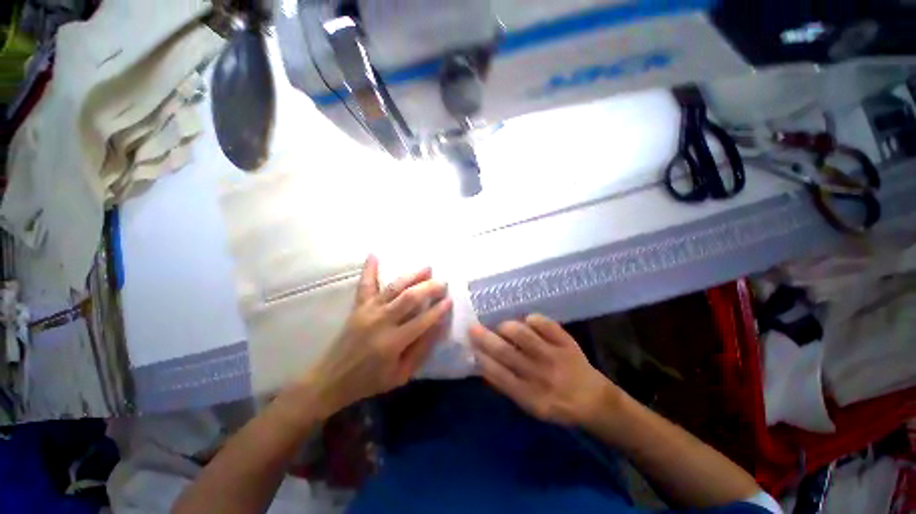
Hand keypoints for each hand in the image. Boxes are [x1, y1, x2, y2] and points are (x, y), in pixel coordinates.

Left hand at [299, 255, 452, 418]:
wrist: (332, 380)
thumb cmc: (370, 380)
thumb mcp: (401, 375)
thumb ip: (421, 350)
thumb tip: (438, 326)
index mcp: (393, 343)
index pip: (423, 321)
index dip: (439, 310)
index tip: (450, 300)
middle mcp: (381, 322)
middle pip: (409, 298)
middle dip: (429, 288)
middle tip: (443, 282)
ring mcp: (367, 311)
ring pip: (393, 288)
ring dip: (412, 276)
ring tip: (427, 268)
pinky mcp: (358, 307)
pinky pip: (365, 285)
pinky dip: (369, 269)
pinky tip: (374, 254)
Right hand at [469, 314, 615, 426]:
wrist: (594, 400)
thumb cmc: (557, 404)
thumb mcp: (531, 406)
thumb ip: (507, 387)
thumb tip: (484, 365)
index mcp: (530, 396)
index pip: (499, 375)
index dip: (483, 359)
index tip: (472, 346)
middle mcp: (540, 375)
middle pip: (506, 352)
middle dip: (485, 338)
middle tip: (473, 328)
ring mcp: (554, 356)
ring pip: (524, 335)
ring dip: (507, 327)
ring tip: (502, 327)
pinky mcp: (566, 343)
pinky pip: (546, 324)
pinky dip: (533, 319)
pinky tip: (528, 321)